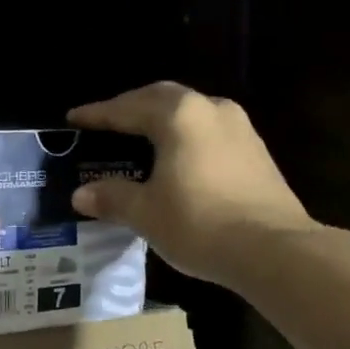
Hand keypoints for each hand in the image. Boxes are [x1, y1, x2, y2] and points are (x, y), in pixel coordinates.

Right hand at [68, 82, 314, 288]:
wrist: (275, 250)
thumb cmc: (200, 223)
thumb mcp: (146, 213)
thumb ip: (112, 197)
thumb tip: (81, 194)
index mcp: (178, 116)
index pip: (127, 108)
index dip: (98, 114)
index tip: (74, 118)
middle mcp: (210, 109)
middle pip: (161, 98)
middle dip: (131, 108)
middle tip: (106, 122)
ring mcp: (239, 128)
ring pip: (189, 112)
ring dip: (161, 120)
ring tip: (139, 136)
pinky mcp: (255, 152)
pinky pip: (208, 131)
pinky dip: (184, 136)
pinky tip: (176, 158)